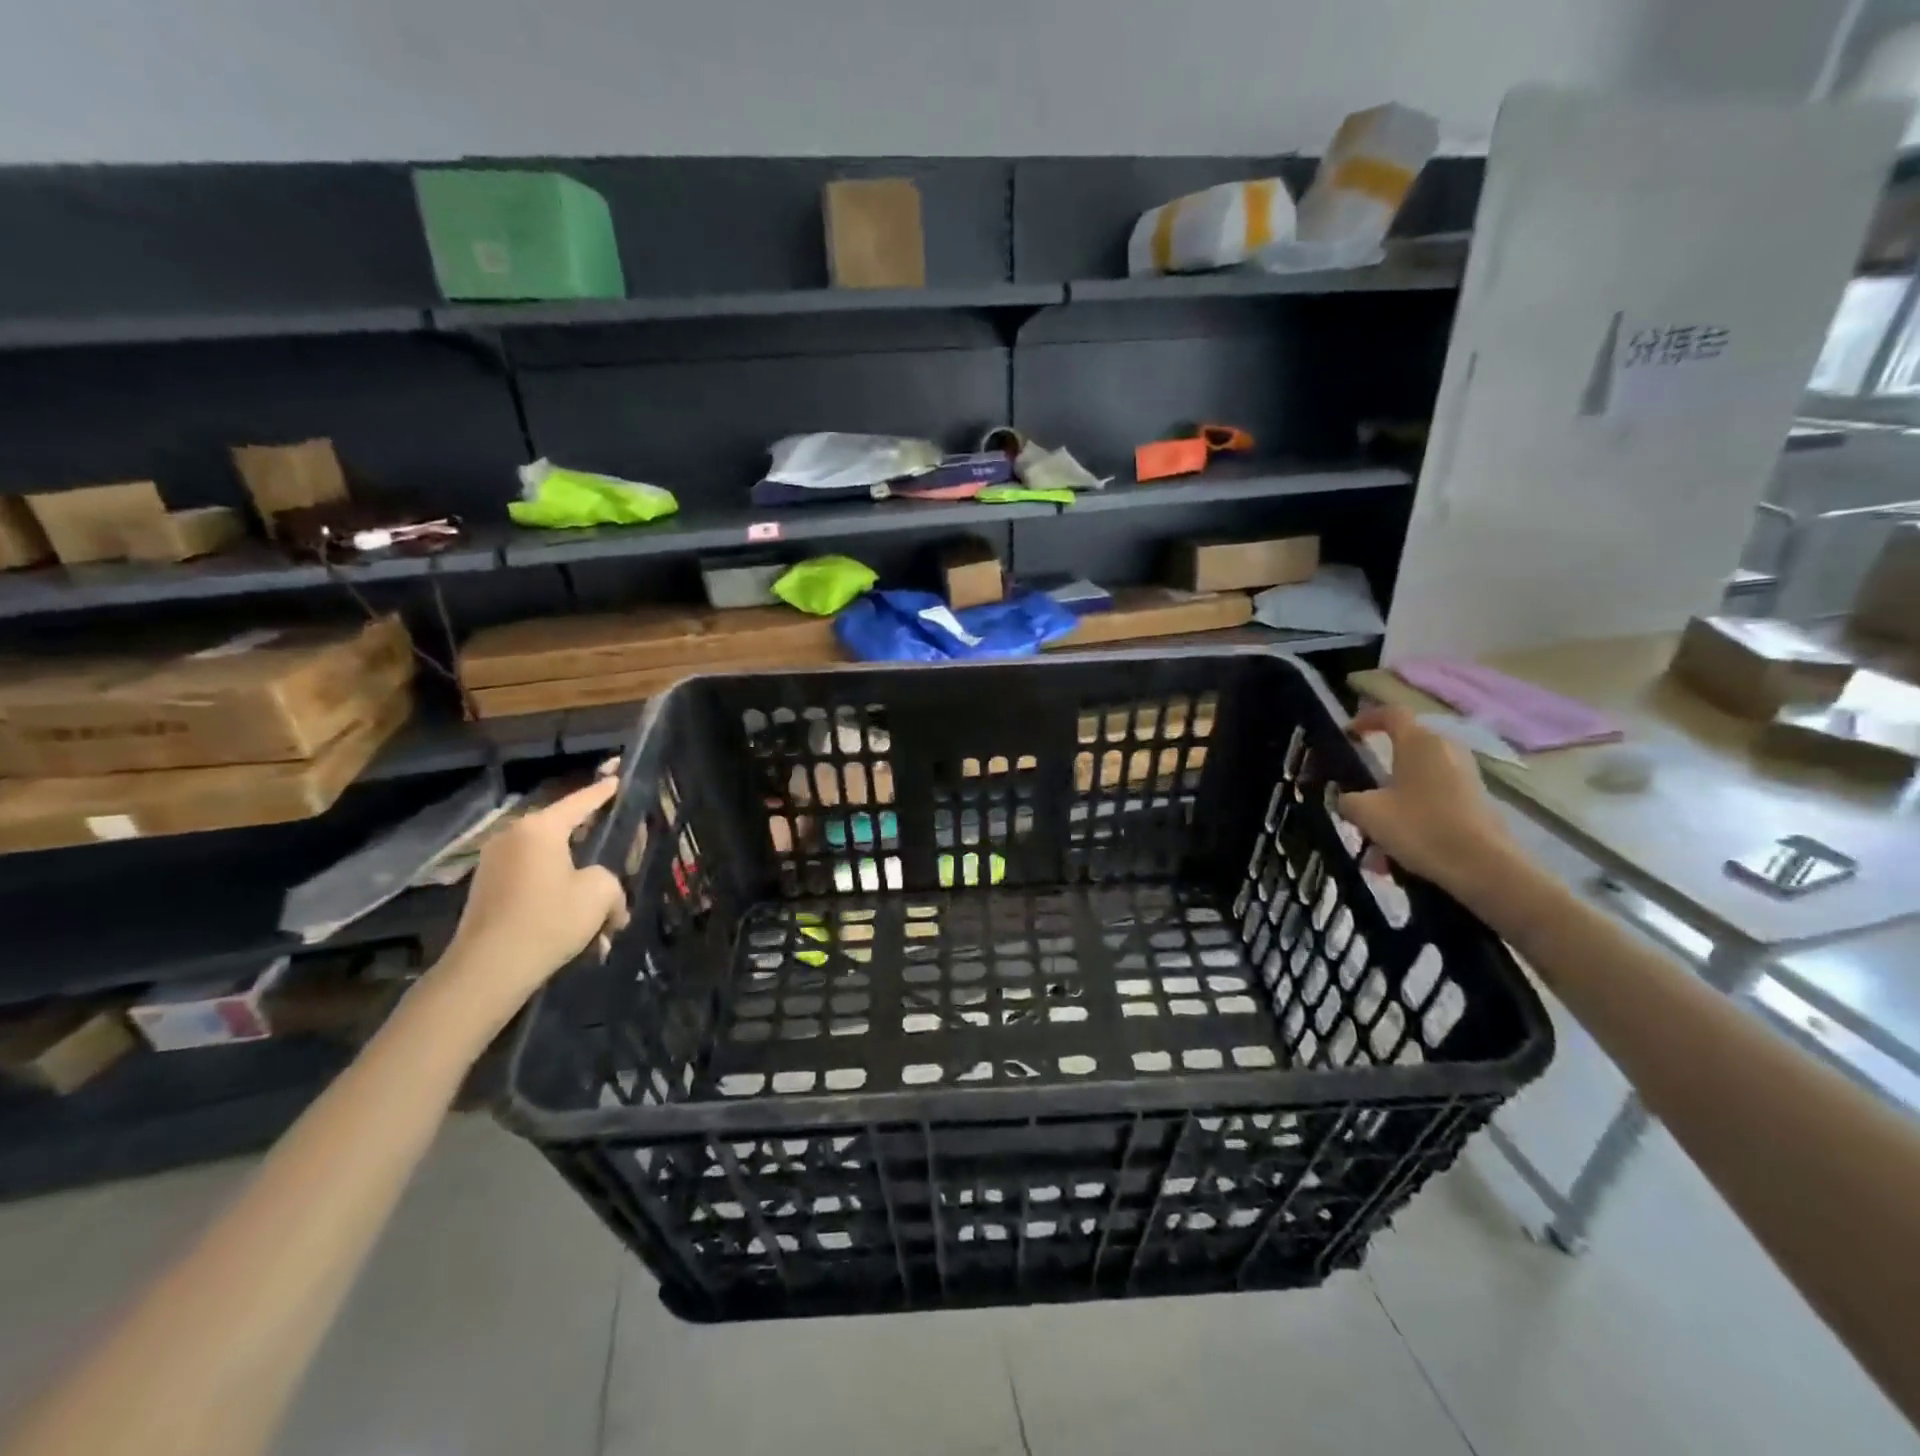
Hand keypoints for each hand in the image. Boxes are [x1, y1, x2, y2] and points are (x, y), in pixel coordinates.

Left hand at [428, 777, 630, 1029]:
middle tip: (618, 849)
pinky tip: (579, 932)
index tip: (617, 780)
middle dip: (593, 846)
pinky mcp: (487, 891)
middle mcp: (513, 838)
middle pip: (564, 833)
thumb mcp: (599, 894)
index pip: (580, 802)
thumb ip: (610, 881)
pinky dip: (557, 898)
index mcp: (540, 828)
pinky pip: (533, 884)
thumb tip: (604, 893)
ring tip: (602, 917)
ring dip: (578, 885)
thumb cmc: (548, 920)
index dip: (603, 792)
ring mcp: (494, 865)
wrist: (488, 970)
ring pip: (551, 865)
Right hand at [1336, 705, 1514, 895]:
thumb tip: (1347, 799)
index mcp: (1418, 742)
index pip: (1391, 714)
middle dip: (1379, 771)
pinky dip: (1413, 818)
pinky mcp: (1477, 801)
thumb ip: (1348, 800)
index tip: (1349, 734)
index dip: (1366, 719)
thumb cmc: (1420, 827)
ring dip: (1393, 803)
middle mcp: (1446, 750)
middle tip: (1360, 793)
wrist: (1483, 867)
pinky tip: (1399, 854)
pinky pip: (1434, 801)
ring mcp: (1466, 776)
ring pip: (1417, 782)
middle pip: (1405, 750)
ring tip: (1375, 840)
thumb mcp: (1367, 813)